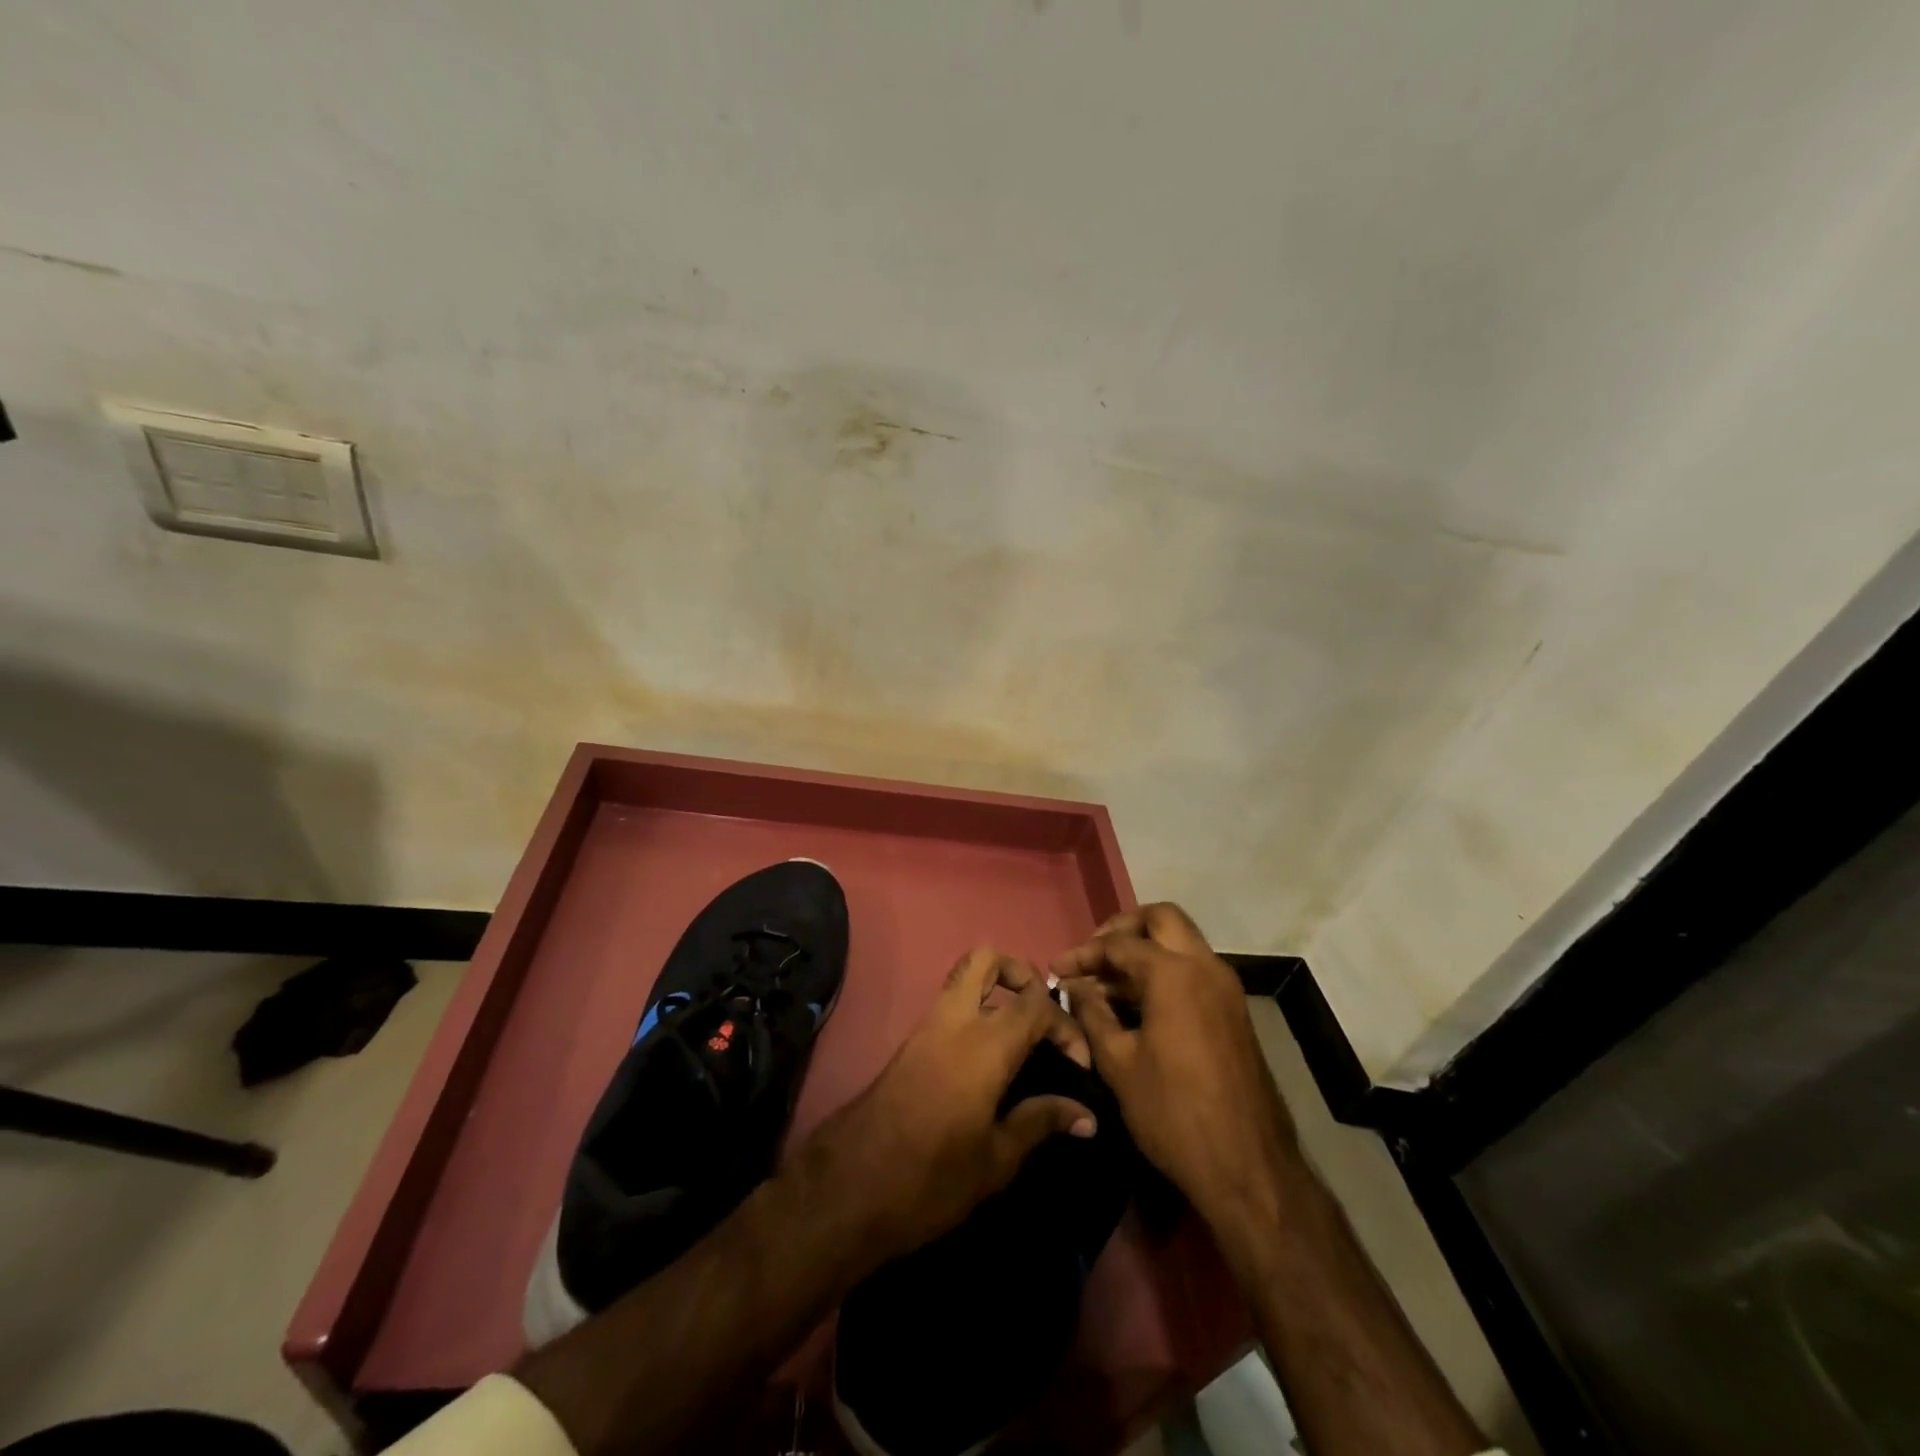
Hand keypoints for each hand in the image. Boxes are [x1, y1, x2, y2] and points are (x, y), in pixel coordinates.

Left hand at [819, 946, 1095, 1257]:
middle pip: (987, 959)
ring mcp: (927, 1028)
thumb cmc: (932, 1177)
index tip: (1078, 1064)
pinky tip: (991, 1057)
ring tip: (1022, 1035)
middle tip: (1041, 1015)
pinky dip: (976, 1012)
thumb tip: (1086, 1115)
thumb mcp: (996, 1160)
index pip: (1036, 1003)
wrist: (850, 1188)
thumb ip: (1041, 1122)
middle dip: (1020, 973)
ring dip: (996, 989)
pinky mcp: (911, 1043)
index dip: (1065, 1025)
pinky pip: (950, 1006)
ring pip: (963, 978)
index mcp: (985, 1044)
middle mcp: (955, 1021)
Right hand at [1054, 904, 1298, 1229]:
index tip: (1056, 969)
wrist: (1249, 1167)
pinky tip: (1136, 1003)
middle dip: (1123, 929)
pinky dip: (1164, 971)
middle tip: (1093, 955)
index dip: (1083, 954)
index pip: (1119, 944)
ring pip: (1181, 942)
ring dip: (1145, 950)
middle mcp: (1205, 967)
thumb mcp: (1118, 1064)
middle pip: (1161, 919)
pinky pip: (1194, 970)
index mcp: (1174, 973)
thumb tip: (1074, 986)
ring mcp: (1225, 988)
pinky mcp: (1233, 1011)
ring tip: (1106, 982)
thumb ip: (1092, 1014)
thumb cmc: (1174, 1113)